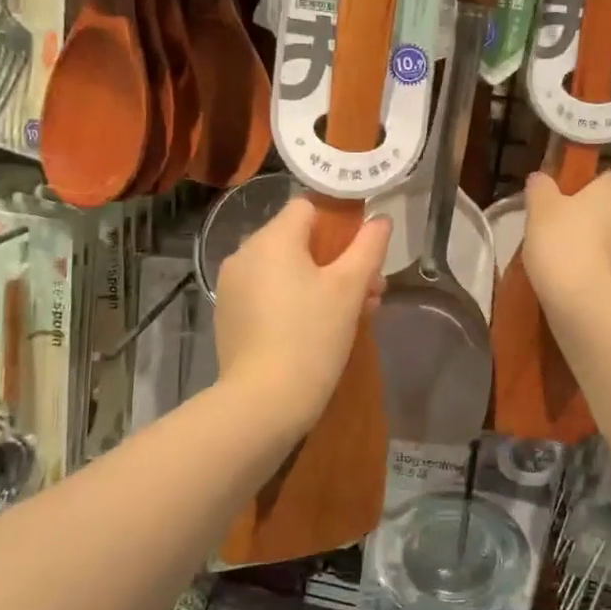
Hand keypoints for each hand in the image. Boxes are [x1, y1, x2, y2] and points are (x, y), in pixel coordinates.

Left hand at [214, 199, 389, 429]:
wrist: (263, 402)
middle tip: (371, 289)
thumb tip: (381, 220)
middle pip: (299, 240)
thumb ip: (368, 247)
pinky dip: (295, 300)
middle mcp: (245, 254)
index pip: (308, 207)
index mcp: (272, 239)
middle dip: (338, 260)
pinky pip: (269, 293)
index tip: (363, 249)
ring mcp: (233, 287)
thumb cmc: (311, 336)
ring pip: (285, 269)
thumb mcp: (349, 288)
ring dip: (321, 282)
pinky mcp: (229, 315)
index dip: (341, 221)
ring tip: (356, 312)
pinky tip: (320, 328)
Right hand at [522, 170, 610, 314]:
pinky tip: (591, 292)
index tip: (570, 198)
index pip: (610, 177)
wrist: (591, 306)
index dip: (591, 185)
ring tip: (575, 267)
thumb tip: (541, 178)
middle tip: (567, 234)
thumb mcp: (539, 212)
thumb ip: (540, 190)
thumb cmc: (562, 246)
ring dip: (606, 251)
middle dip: (599, 219)